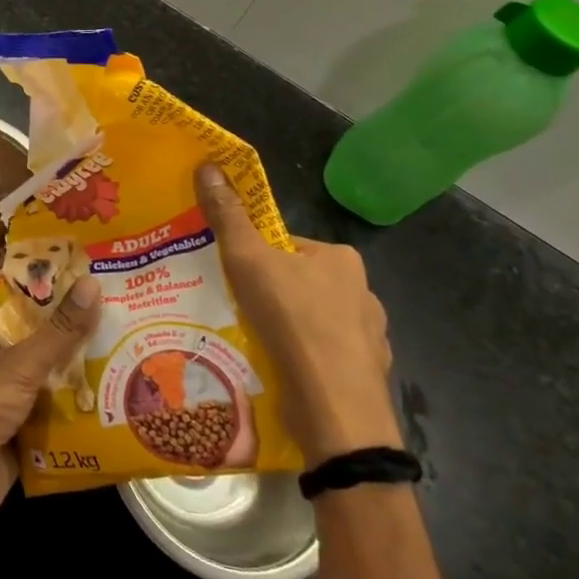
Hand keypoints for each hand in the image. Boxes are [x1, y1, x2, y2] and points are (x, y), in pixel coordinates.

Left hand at [0, 274, 102, 545]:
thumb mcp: (20, 364)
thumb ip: (58, 331)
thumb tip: (93, 283)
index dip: (18, 272)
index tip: (55, 256)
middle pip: (33, 334)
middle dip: (66, 322)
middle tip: (111, 302)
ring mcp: (10, 400)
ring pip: (49, 376)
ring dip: (79, 369)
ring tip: (127, 347)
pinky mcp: (24, 435)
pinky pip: (58, 417)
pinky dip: (81, 412)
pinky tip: (118, 403)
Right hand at [196, 164, 399, 466]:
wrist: (336, 413)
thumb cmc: (293, 321)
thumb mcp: (248, 259)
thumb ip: (228, 216)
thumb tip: (208, 165)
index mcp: (340, 258)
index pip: (286, 245)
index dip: (255, 258)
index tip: (233, 278)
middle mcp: (363, 292)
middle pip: (299, 283)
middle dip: (270, 295)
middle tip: (237, 310)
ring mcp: (370, 339)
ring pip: (314, 323)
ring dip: (287, 331)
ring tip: (256, 344)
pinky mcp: (366, 377)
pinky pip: (325, 359)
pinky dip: (304, 362)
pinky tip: (281, 373)